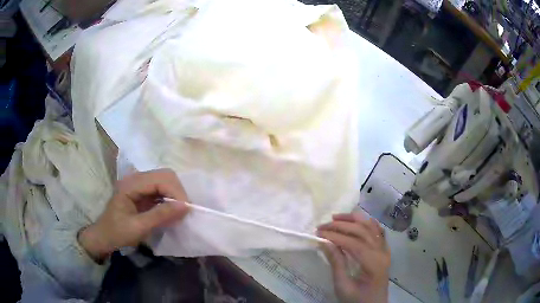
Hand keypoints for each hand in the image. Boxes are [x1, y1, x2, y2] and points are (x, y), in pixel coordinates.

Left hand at [78, 169, 189, 261]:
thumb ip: (160, 216)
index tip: (186, 211)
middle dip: (178, 192)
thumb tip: (185, 206)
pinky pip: (162, 190)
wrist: (104, 237)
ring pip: (165, 181)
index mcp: (131, 184)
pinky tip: (171, 211)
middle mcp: (136, 178)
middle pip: (165, 175)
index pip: (161, 178)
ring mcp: (139, 184)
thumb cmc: (117, 233)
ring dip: (175, 195)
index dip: (176, 193)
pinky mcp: (142, 191)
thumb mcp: (137, 228)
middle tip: (183, 212)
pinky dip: (170, 199)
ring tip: (179, 213)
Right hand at [317, 213, 389, 302]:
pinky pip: (378, 231)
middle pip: (363, 231)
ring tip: (336, 218)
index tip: (318, 233)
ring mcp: (385, 249)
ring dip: (354, 219)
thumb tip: (325, 243)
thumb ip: (336, 264)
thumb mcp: (343, 286)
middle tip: (322, 226)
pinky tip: (357, 221)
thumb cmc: (357, 299)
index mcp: (374, 263)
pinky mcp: (384, 250)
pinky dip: (367, 223)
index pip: (354, 243)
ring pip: (371, 227)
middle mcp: (382, 252)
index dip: (336, 236)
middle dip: (341, 225)